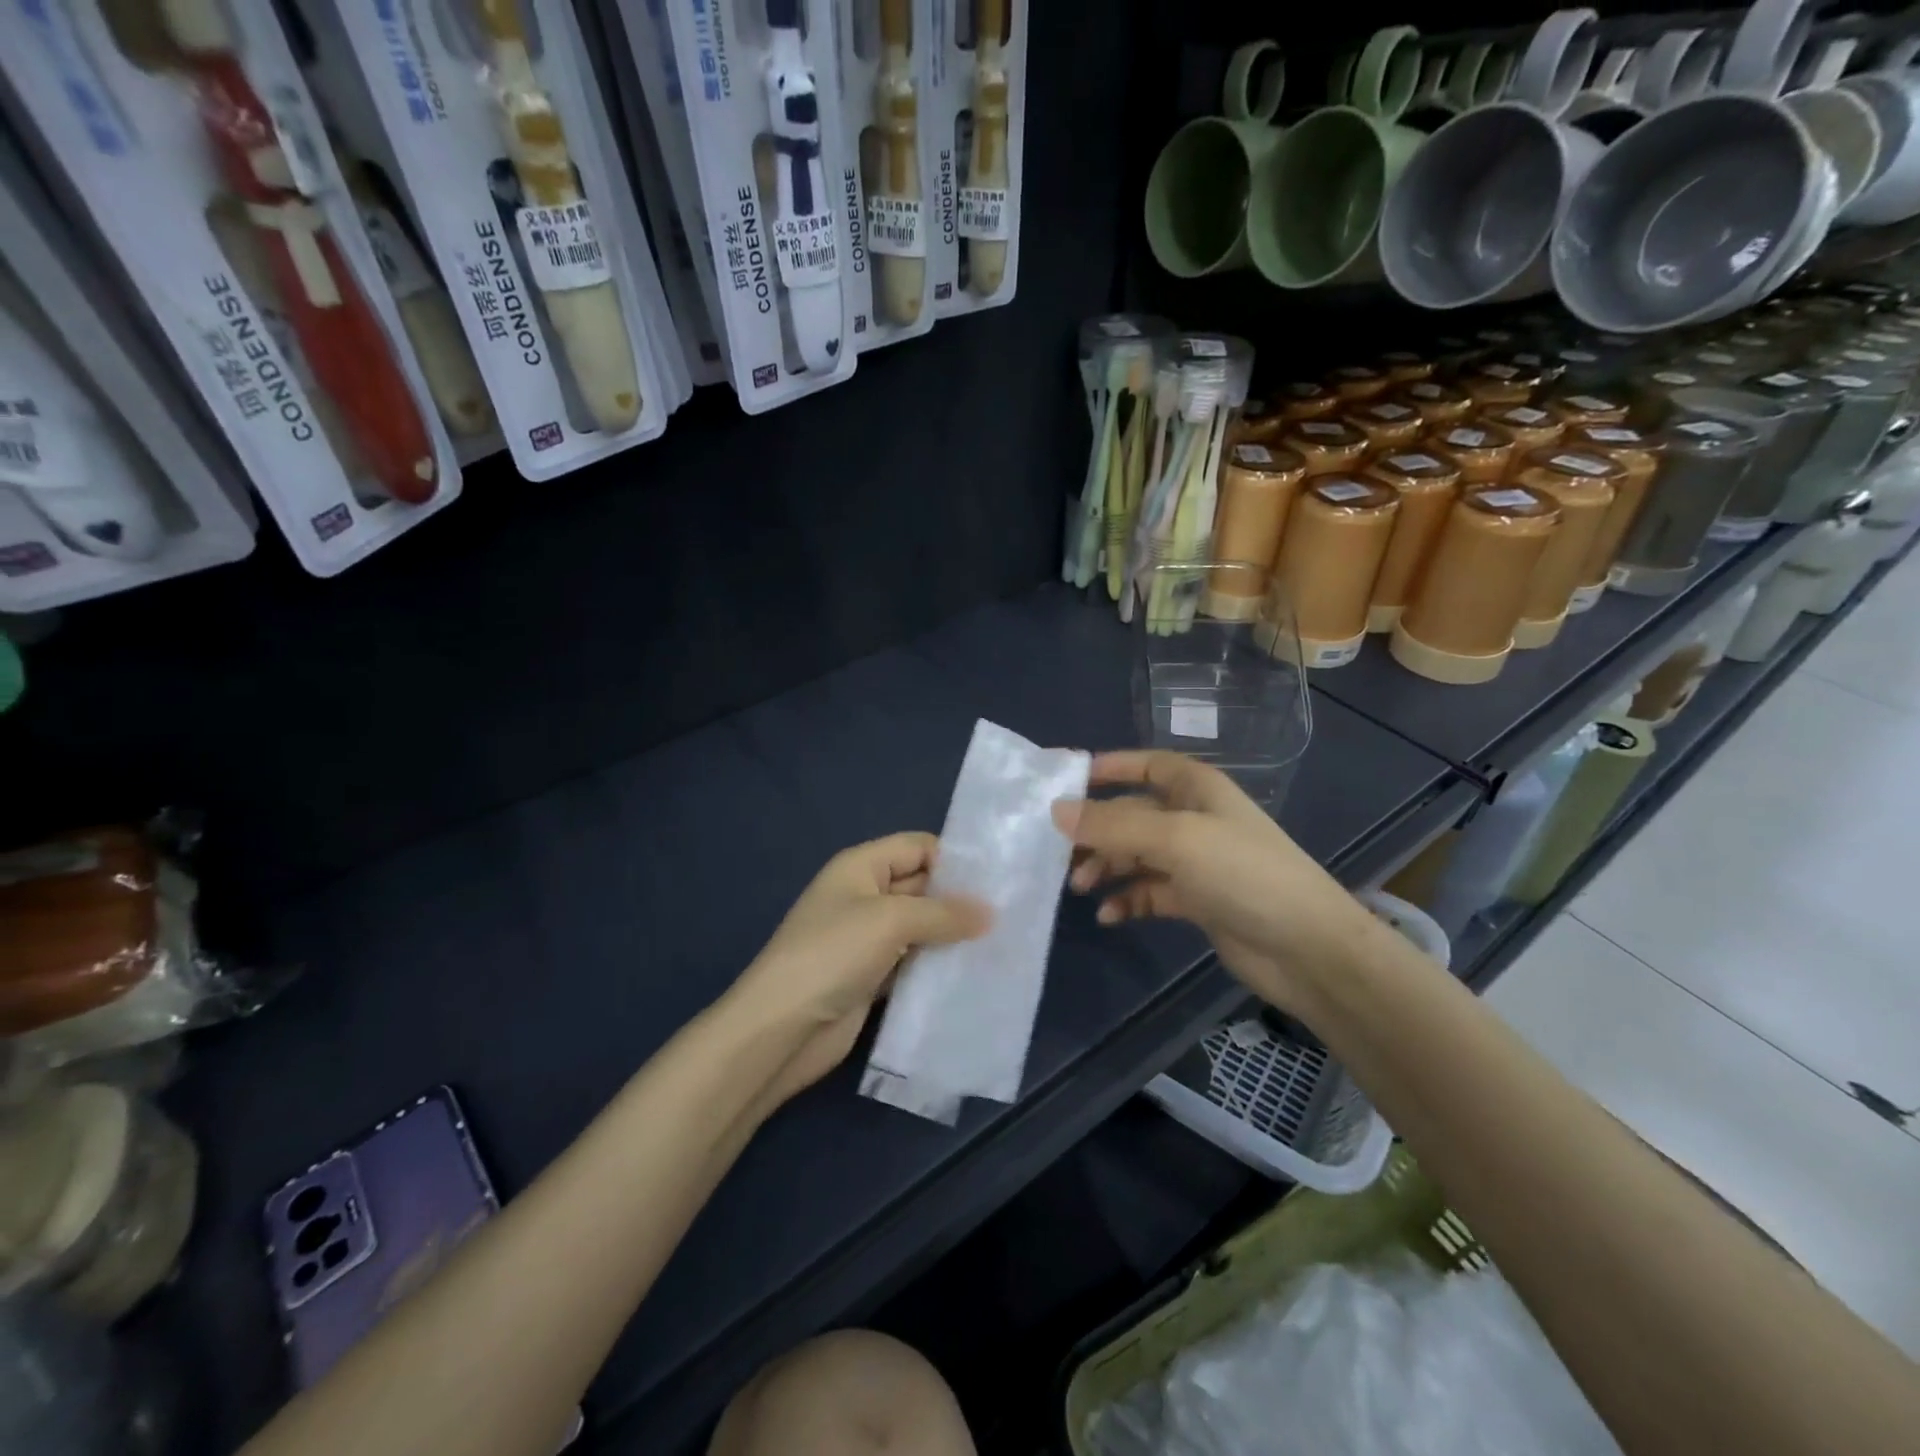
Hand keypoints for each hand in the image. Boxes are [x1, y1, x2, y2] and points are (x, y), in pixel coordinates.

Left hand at [728, 834, 989, 1107]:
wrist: (782, 1029)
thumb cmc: (833, 954)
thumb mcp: (891, 920)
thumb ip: (943, 913)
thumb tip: (988, 913)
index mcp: (861, 866)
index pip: (917, 847)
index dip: (954, 859)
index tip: (999, 879)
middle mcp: (865, 896)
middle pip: (921, 886)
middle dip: (960, 899)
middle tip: (1010, 914)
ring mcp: (867, 939)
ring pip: (920, 926)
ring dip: (953, 935)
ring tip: (1001, 943)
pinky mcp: (872, 976)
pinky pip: (913, 961)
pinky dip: (938, 965)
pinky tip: (972, 973)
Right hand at [1053, 751, 1376, 1014]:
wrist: (1307, 948)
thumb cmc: (1243, 874)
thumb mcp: (1175, 840)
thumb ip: (1113, 825)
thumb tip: (1055, 810)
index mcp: (1197, 788)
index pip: (1146, 764)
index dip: (1109, 768)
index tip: (1065, 783)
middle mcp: (1194, 819)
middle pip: (1133, 814)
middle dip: (1096, 830)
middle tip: (1058, 851)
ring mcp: (1196, 862)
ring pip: (1137, 855)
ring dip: (1107, 867)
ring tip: (1079, 886)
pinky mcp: (1197, 901)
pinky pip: (1150, 892)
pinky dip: (1127, 900)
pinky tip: (1108, 915)